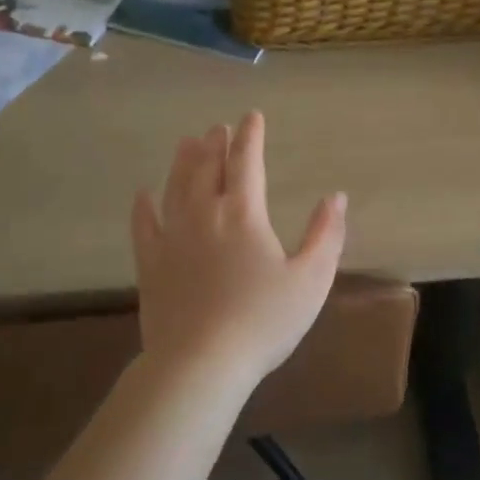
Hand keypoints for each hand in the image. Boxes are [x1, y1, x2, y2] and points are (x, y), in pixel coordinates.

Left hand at [132, 111, 345, 398]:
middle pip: (207, 168)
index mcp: (243, 214)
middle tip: (217, 128)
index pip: (247, 162)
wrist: (201, 363)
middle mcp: (204, 215)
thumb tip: (336, 197)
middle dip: (215, 144)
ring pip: (175, 187)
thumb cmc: (264, 321)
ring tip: (187, 143)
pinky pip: (144, 225)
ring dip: (183, 162)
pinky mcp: (151, 264)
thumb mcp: (311, 279)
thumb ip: (326, 235)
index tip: (251, 117)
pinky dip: (144, 206)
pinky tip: (143, 194)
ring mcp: (172, 238)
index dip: (250, 136)